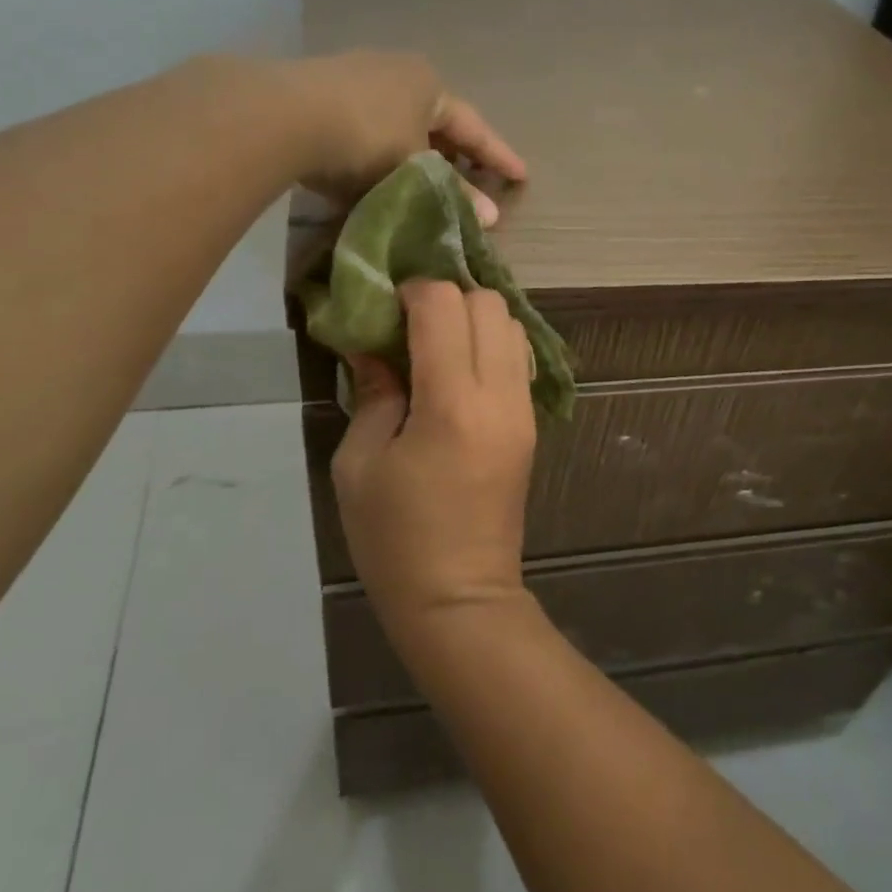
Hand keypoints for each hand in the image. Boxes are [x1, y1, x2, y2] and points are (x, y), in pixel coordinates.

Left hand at [284, 51, 525, 224]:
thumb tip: (491, 218)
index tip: (521, 176)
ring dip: (416, 153)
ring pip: (400, 122)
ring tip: (426, 183)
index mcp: (429, 84)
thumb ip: (453, 194)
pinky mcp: (320, 92)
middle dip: (454, 153)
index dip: (498, 155)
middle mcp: (397, 71)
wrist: (283, 117)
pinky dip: (382, 151)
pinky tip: (378, 173)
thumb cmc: (366, 139)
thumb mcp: (415, 172)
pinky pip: (367, 126)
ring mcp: (356, 76)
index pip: (473, 127)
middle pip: (436, 120)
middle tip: (471, 181)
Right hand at [331, 281, 536, 632]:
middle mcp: (500, 395)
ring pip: (512, 325)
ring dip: (473, 320)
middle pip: (488, 303)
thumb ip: (373, 393)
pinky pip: (518, 359)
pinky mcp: (531, 425)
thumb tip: (373, 347)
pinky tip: (457, 373)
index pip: (445, 305)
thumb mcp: (360, 464)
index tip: (385, 310)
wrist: (460, 599)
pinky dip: (490, 346)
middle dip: (446, 299)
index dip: (411, 292)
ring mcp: (523, 410)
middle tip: (409, 326)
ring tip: (434, 347)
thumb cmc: (396, 538)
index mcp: (453, 403)